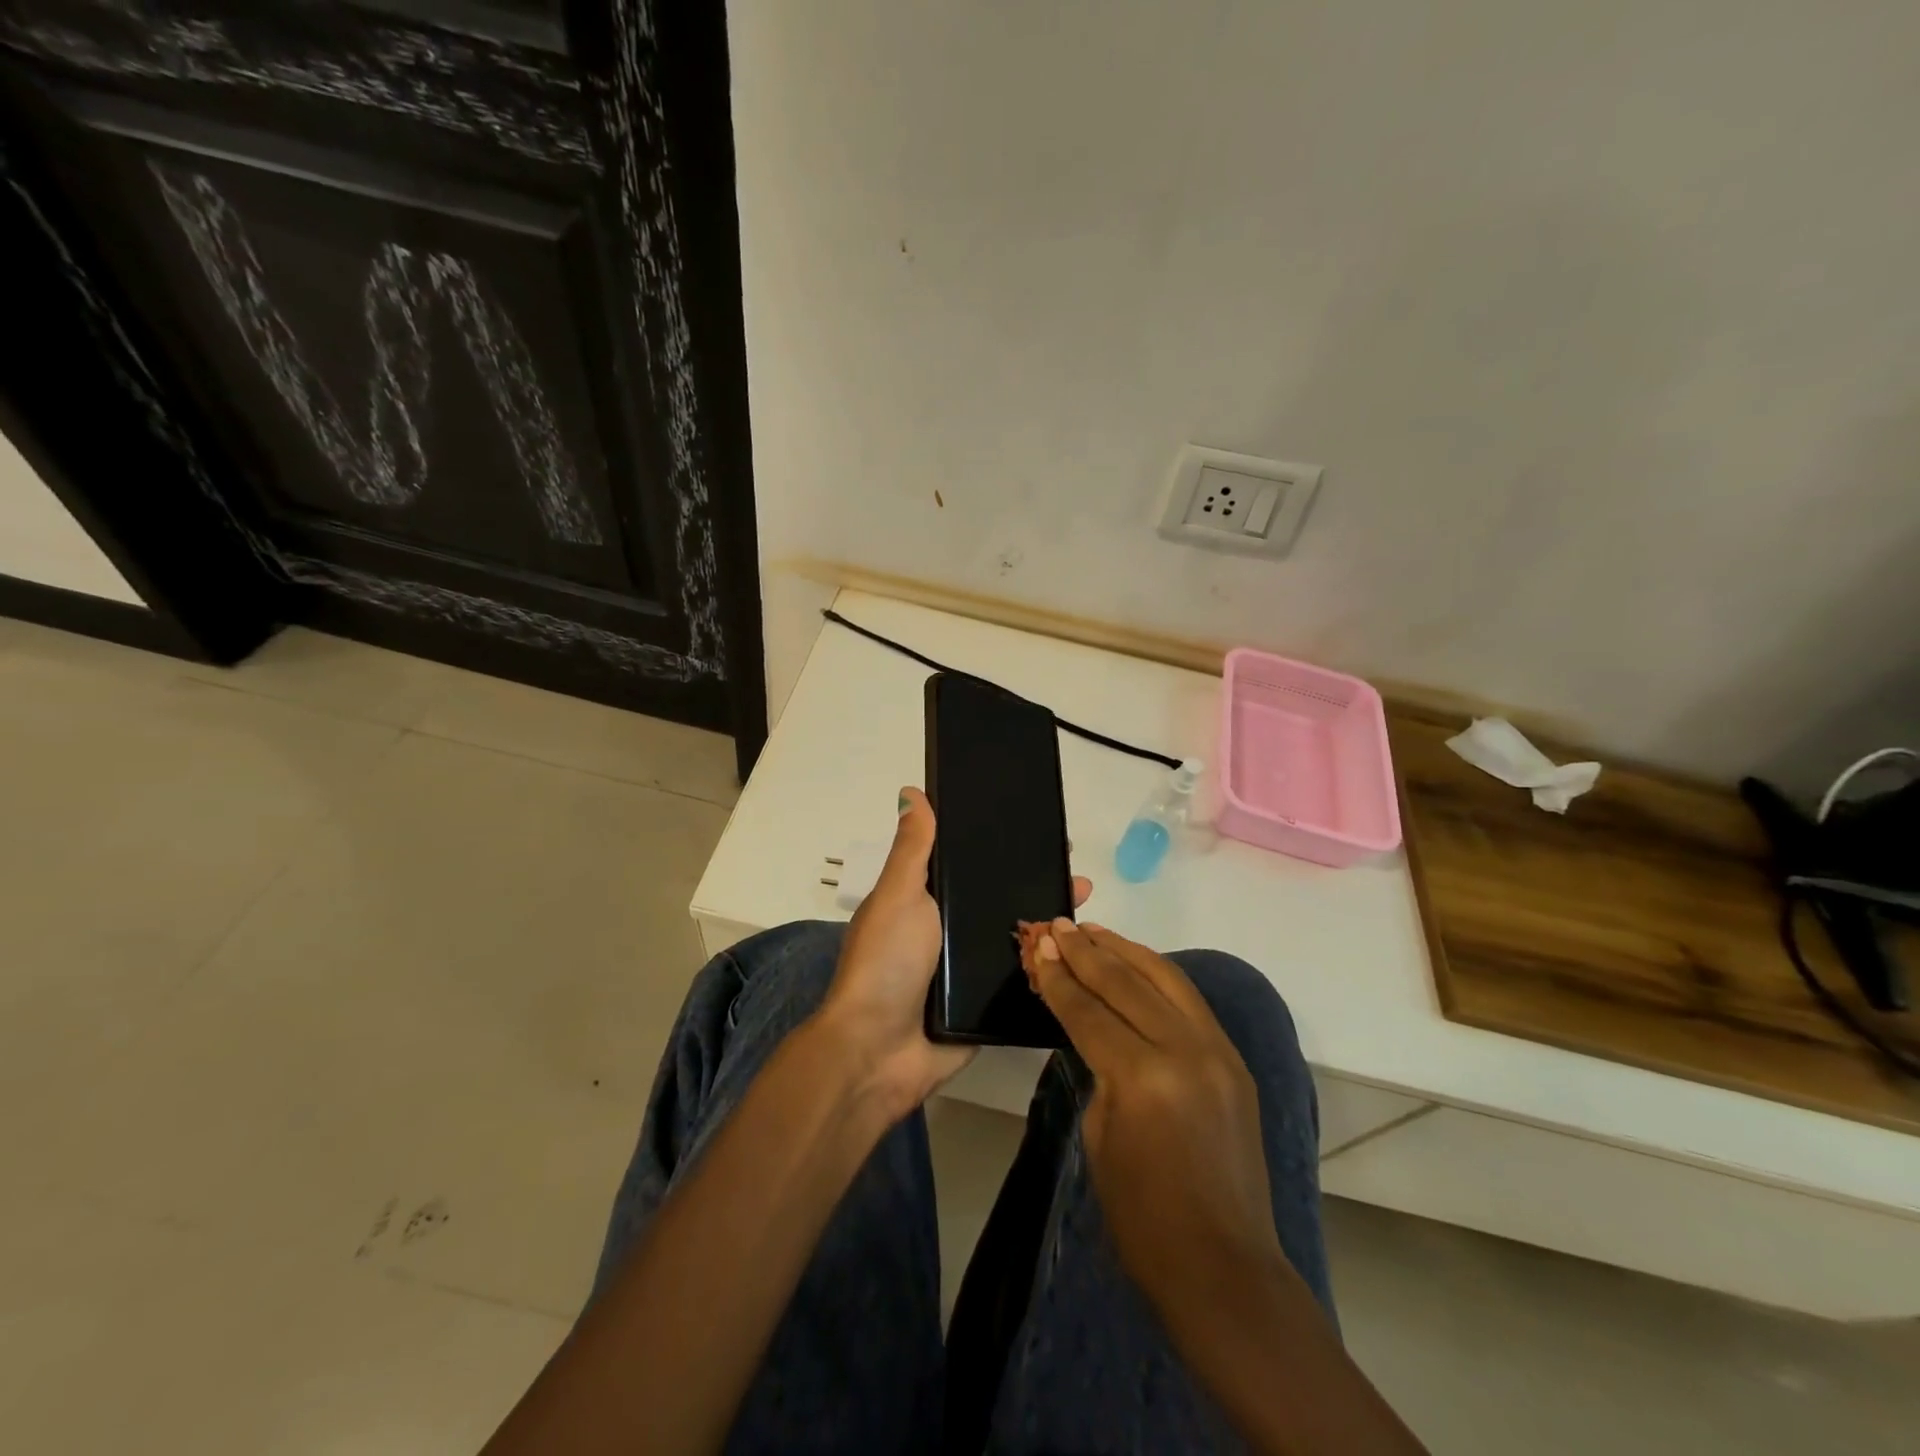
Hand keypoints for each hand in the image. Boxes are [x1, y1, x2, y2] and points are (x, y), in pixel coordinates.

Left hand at [820, 788, 1093, 1115]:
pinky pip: (1023, 979)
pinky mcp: (988, 1005)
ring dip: (1050, 923)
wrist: (879, 1052)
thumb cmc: (886, 963)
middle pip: (1002, 899)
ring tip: (1087, 905)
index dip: (1003, 846)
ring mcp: (970, 970)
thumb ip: (913, 849)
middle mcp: (950, 931)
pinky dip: (1048, 966)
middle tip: (1076, 873)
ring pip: (1018, 937)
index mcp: (927, 901)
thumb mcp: (898, 896)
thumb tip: (911, 791)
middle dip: (1038, 884)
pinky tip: (1083, 954)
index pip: (972, 864)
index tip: (1040, 830)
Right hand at [1027, 920, 1283, 1306]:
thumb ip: (1097, 1068)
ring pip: (1165, 977)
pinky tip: (1134, 963)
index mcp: (1143, 1077)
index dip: (1059, 977)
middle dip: (1085, 951)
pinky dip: (1157, 974)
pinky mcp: (1233, 1059)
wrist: (1223, 1267)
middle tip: (1056, 926)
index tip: (1038, 945)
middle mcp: (1185, 1050)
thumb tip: (1090, 1023)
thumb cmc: (1143, 1217)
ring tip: (1092, 930)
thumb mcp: (1099, 1135)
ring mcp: (1217, 1051)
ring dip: (1124, 950)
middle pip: (1126, 982)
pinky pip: (1189, 1000)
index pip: (1089, 1010)